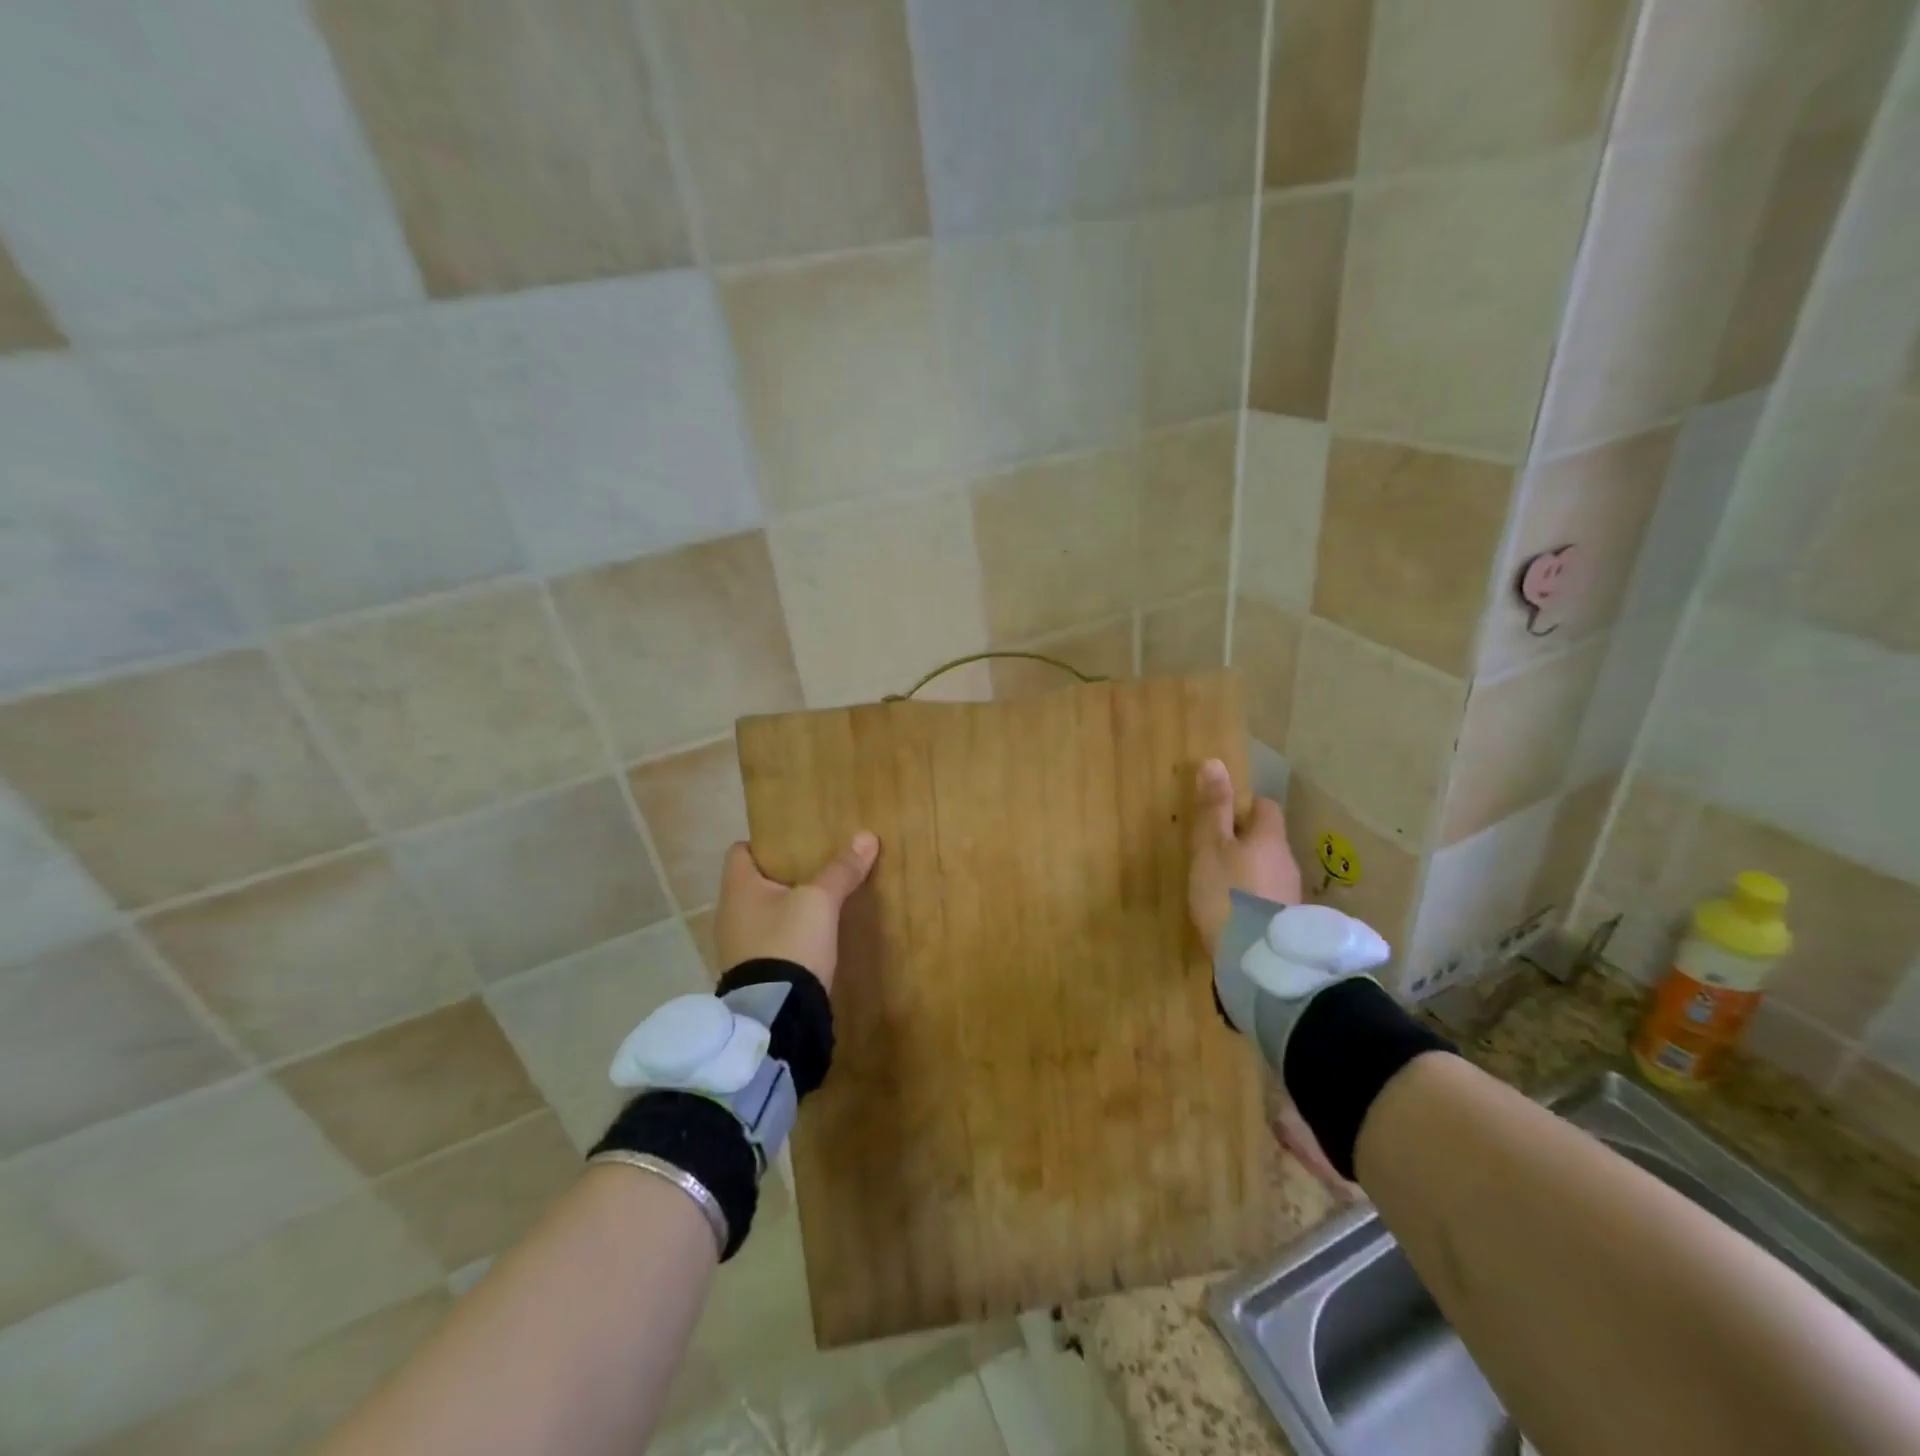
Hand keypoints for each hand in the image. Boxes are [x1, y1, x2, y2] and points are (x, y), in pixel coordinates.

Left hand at [714, 833, 879, 993]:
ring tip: (819, 900)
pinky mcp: (752, 972)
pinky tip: (812, 936)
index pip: (740, 851)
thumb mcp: (820, 901)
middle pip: (754, 882)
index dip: (766, 843)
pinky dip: (787, 933)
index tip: (796, 842)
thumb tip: (867, 836)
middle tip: (817, 866)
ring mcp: (737, 946)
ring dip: (786, 906)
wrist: (777, 1015)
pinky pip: (769, 940)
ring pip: (763, 913)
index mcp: (737, 888)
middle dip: (783, 874)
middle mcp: (729, 914)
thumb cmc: (789, 942)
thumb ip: (840, 870)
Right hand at [1186, 758, 1301, 956]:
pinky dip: (1254, 898)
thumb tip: (1215, 762)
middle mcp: (1287, 861)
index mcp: (1269, 838)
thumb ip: (1213, 808)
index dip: (1244, 808)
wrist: (1257, 959)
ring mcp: (1291, 894)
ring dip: (1250, 872)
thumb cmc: (1227, 892)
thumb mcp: (1210, 846)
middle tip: (1214, 854)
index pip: (1265, 808)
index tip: (1220, 817)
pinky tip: (1235, 913)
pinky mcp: (1289, 923)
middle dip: (1245, 843)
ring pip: (1270, 870)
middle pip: (1268, 841)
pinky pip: (1270, 898)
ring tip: (1222, 887)